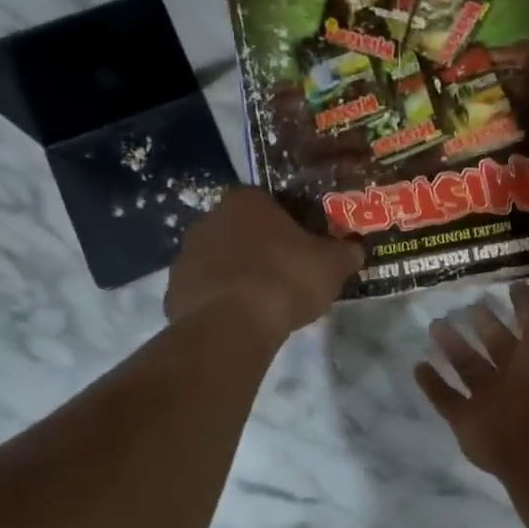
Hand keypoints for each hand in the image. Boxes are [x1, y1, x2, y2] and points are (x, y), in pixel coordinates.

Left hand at [166, 188, 362, 337]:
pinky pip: (204, 291)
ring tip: (263, 301)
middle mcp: (209, 219)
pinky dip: (219, 302)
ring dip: (237, 274)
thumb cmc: (285, 279)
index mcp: (245, 201)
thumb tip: (355, 250)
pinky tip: (239, 320)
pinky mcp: (173, 292)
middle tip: (286, 272)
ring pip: (219, 260)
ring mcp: (185, 256)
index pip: (268, 201)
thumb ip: (345, 252)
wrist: (231, 326)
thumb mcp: (331, 265)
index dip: (288, 222)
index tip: (302, 245)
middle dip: (260, 247)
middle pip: (240, 229)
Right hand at [416, 282, 528, 477]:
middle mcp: (523, 375)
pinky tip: (418, 366)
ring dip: (453, 347)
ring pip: (470, 367)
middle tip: (470, 304)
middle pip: (500, 344)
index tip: (512, 285)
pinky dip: (432, 384)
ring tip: (434, 325)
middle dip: (487, 323)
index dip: (527, 302)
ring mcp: (494, 399)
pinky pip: (446, 399)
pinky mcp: (468, 420)